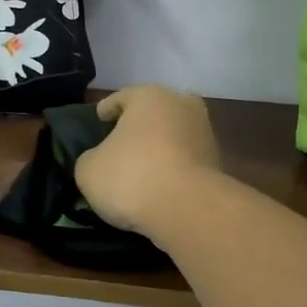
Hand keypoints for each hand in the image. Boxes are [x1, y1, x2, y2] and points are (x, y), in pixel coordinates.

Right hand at [75, 86, 221, 235]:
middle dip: (142, 123)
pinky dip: (176, 167)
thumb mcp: (88, 170)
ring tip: (144, 166)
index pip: (123, 97)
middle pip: (156, 111)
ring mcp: (204, 133)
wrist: (187, 209)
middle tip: (124, 140)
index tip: (99, 118)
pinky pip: (187, 160)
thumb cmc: (132, 176)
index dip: (107, 108)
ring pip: (176, 134)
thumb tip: (97, 161)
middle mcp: (181, 105)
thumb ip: (89, 159)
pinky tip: (162, 184)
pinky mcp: (217, 163)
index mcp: (149, 97)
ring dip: (162, 146)